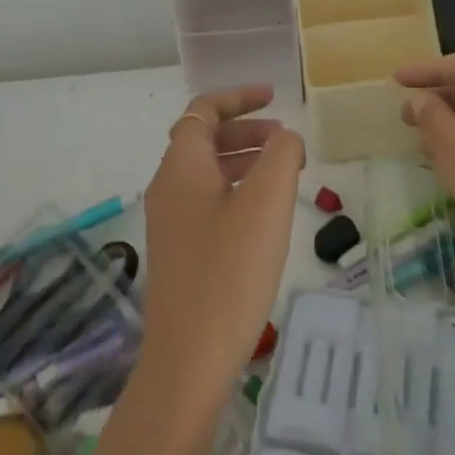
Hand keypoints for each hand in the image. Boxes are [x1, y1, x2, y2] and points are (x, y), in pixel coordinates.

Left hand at [136, 85, 303, 402]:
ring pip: (207, 173)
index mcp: (181, 167)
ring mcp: (170, 223)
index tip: (274, 96)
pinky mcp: (179, 253)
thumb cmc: (229, 271)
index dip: (237, 97)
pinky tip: (264, 216)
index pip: (203, 111)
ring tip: (283, 173)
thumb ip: (281, 155)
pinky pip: (207, 202)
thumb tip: (286, 137)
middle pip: (203, 140)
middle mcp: (168, 188)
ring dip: (243, 161)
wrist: (188, 359)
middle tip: (285, 140)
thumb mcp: (266, 203)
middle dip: (245, 131)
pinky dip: (236, 191)